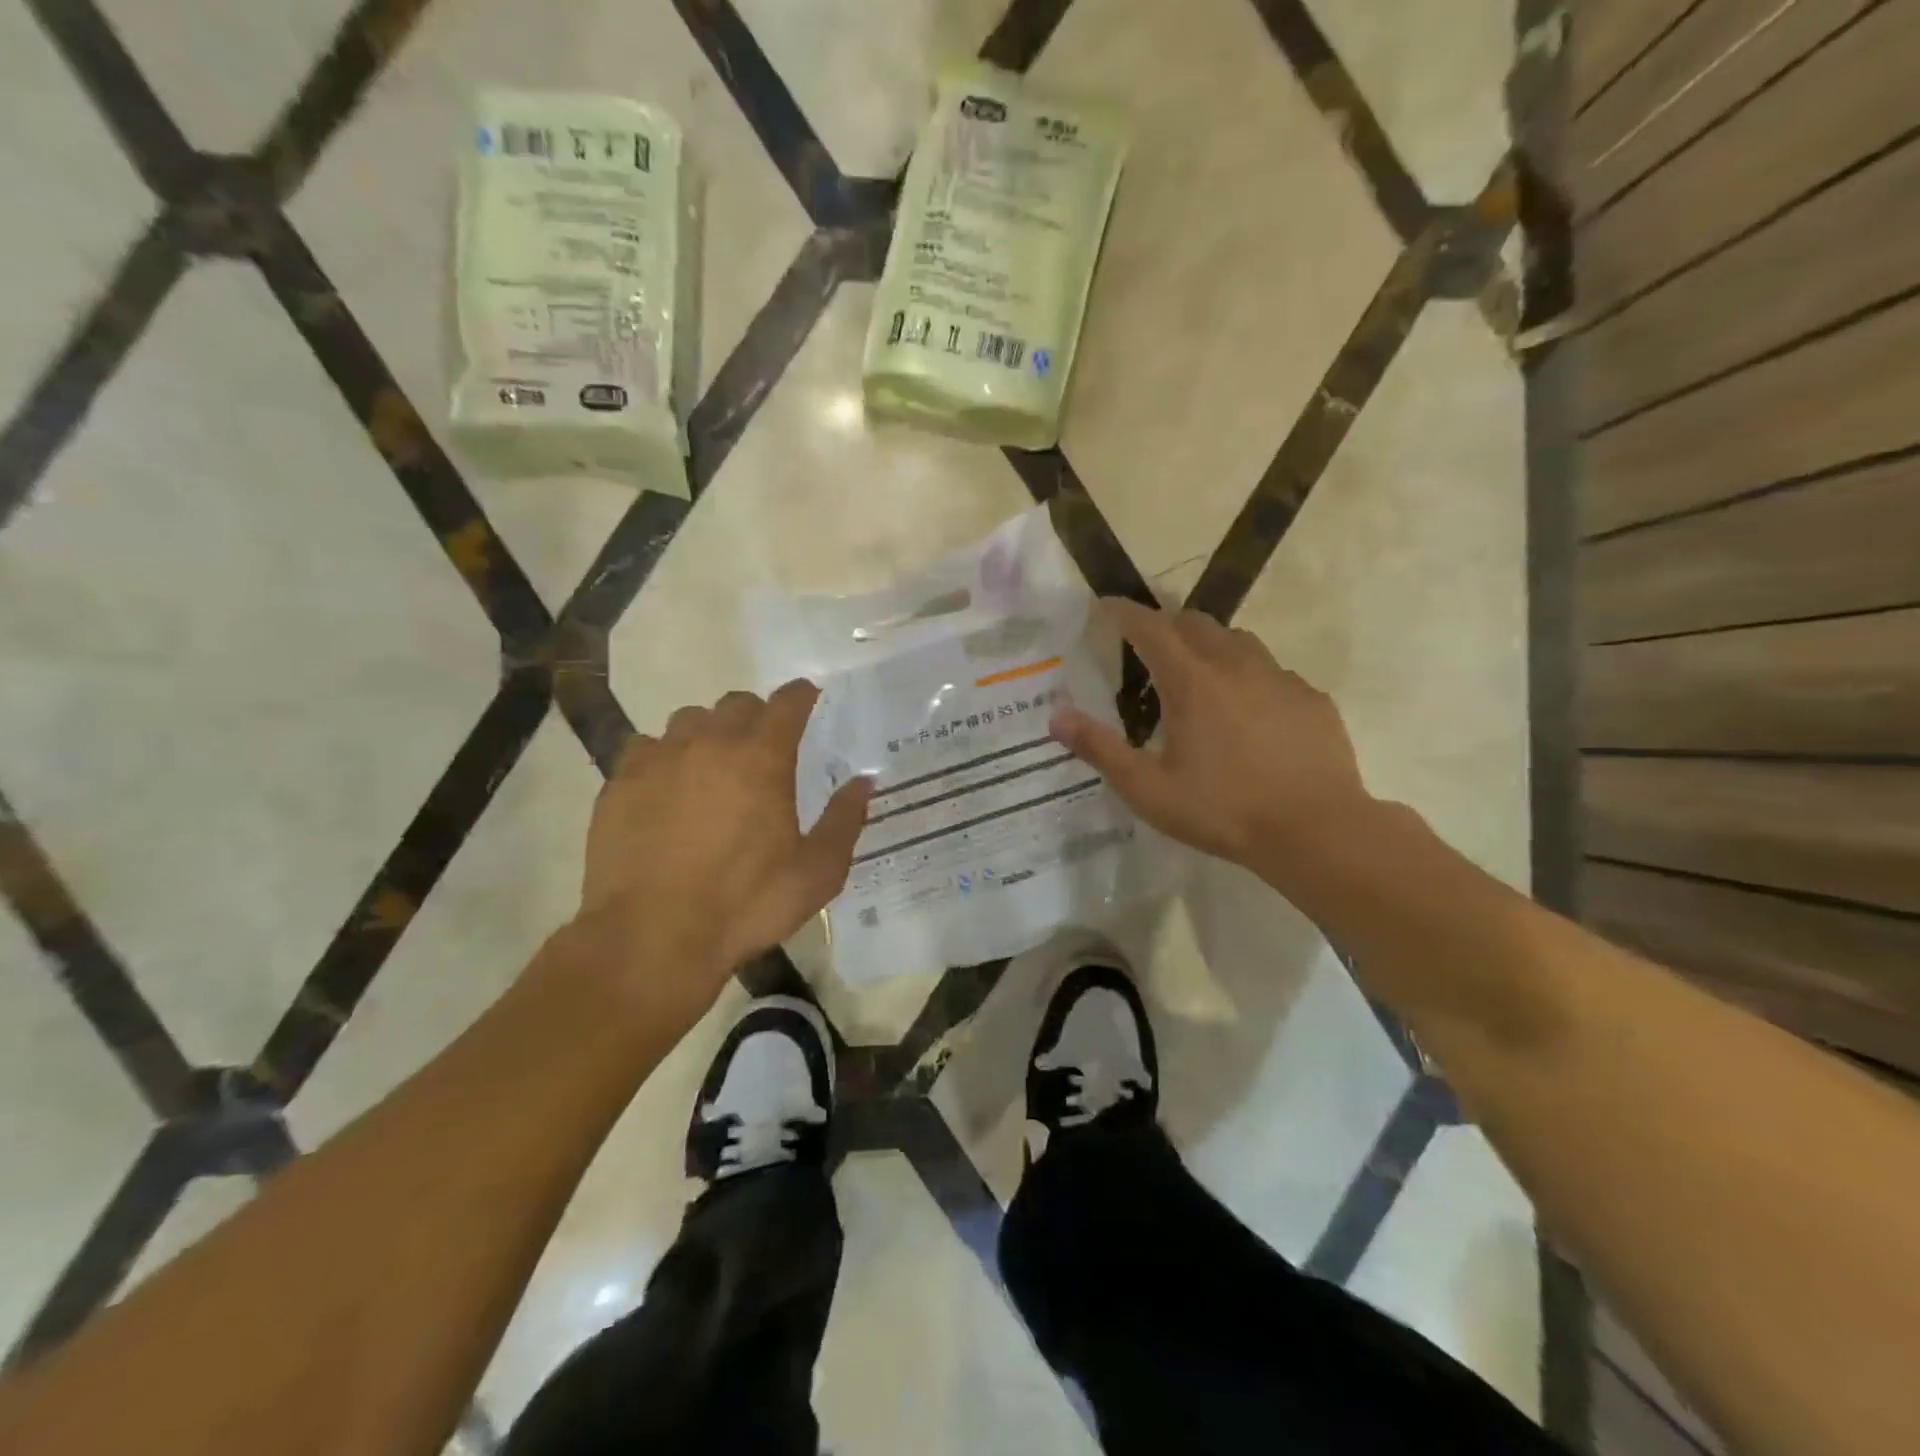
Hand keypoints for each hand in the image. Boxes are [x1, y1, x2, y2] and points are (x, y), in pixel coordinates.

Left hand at [578, 681, 872, 1011]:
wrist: (652, 938)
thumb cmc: (746, 904)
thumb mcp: (817, 872)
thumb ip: (845, 820)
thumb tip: (864, 782)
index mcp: (762, 758)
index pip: (787, 703)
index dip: (801, 695)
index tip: (808, 696)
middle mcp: (710, 744)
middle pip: (736, 704)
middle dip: (756, 715)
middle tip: (763, 744)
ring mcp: (659, 760)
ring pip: (688, 720)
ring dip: (708, 733)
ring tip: (713, 765)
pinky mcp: (619, 783)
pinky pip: (645, 748)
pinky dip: (664, 758)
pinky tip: (667, 789)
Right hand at [1051, 598, 1370, 871]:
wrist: (1317, 831)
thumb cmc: (1223, 810)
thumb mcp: (1148, 789)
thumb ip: (1100, 749)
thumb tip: (1056, 716)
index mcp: (1192, 681)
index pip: (1150, 626)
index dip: (1123, 612)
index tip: (1105, 606)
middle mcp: (1236, 665)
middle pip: (1195, 622)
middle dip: (1165, 623)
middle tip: (1147, 647)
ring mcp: (1280, 678)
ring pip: (1238, 640)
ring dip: (1209, 645)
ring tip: (1197, 675)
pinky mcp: (1311, 698)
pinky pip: (1272, 671)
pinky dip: (1249, 676)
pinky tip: (1248, 712)